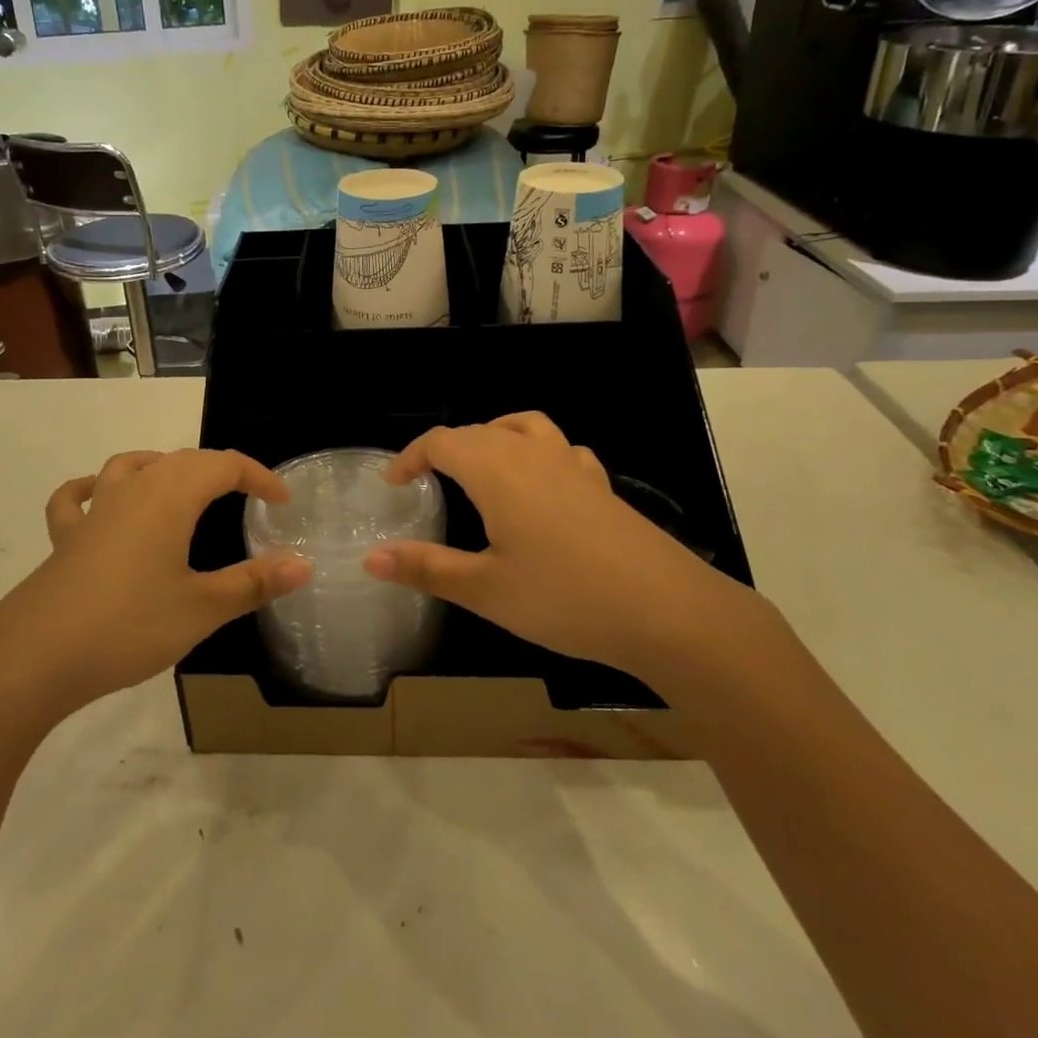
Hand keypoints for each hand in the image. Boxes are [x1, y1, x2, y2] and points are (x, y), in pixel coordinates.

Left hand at [0, 449, 311, 726]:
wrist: (34, 657)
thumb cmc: (128, 625)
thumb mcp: (202, 608)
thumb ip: (254, 583)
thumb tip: (304, 564)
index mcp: (171, 495)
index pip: (225, 465)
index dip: (259, 477)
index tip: (283, 502)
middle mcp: (133, 489)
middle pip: (183, 459)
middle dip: (221, 472)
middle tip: (247, 498)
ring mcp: (94, 510)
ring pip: (133, 466)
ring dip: (164, 468)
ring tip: (183, 488)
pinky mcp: (65, 538)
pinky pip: (77, 498)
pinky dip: (93, 490)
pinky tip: (100, 501)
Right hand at [366, 413, 751, 685]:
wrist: (666, 610)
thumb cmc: (564, 597)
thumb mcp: (485, 589)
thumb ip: (427, 568)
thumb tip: (371, 558)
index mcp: (496, 469)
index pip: (441, 442)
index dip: (411, 457)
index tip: (394, 483)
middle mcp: (531, 453)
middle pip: (478, 431)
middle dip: (446, 450)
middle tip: (427, 482)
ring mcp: (572, 465)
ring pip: (523, 427)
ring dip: (493, 437)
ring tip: (481, 467)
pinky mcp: (600, 485)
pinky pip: (560, 449)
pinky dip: (537, 453)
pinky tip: (542, 485)